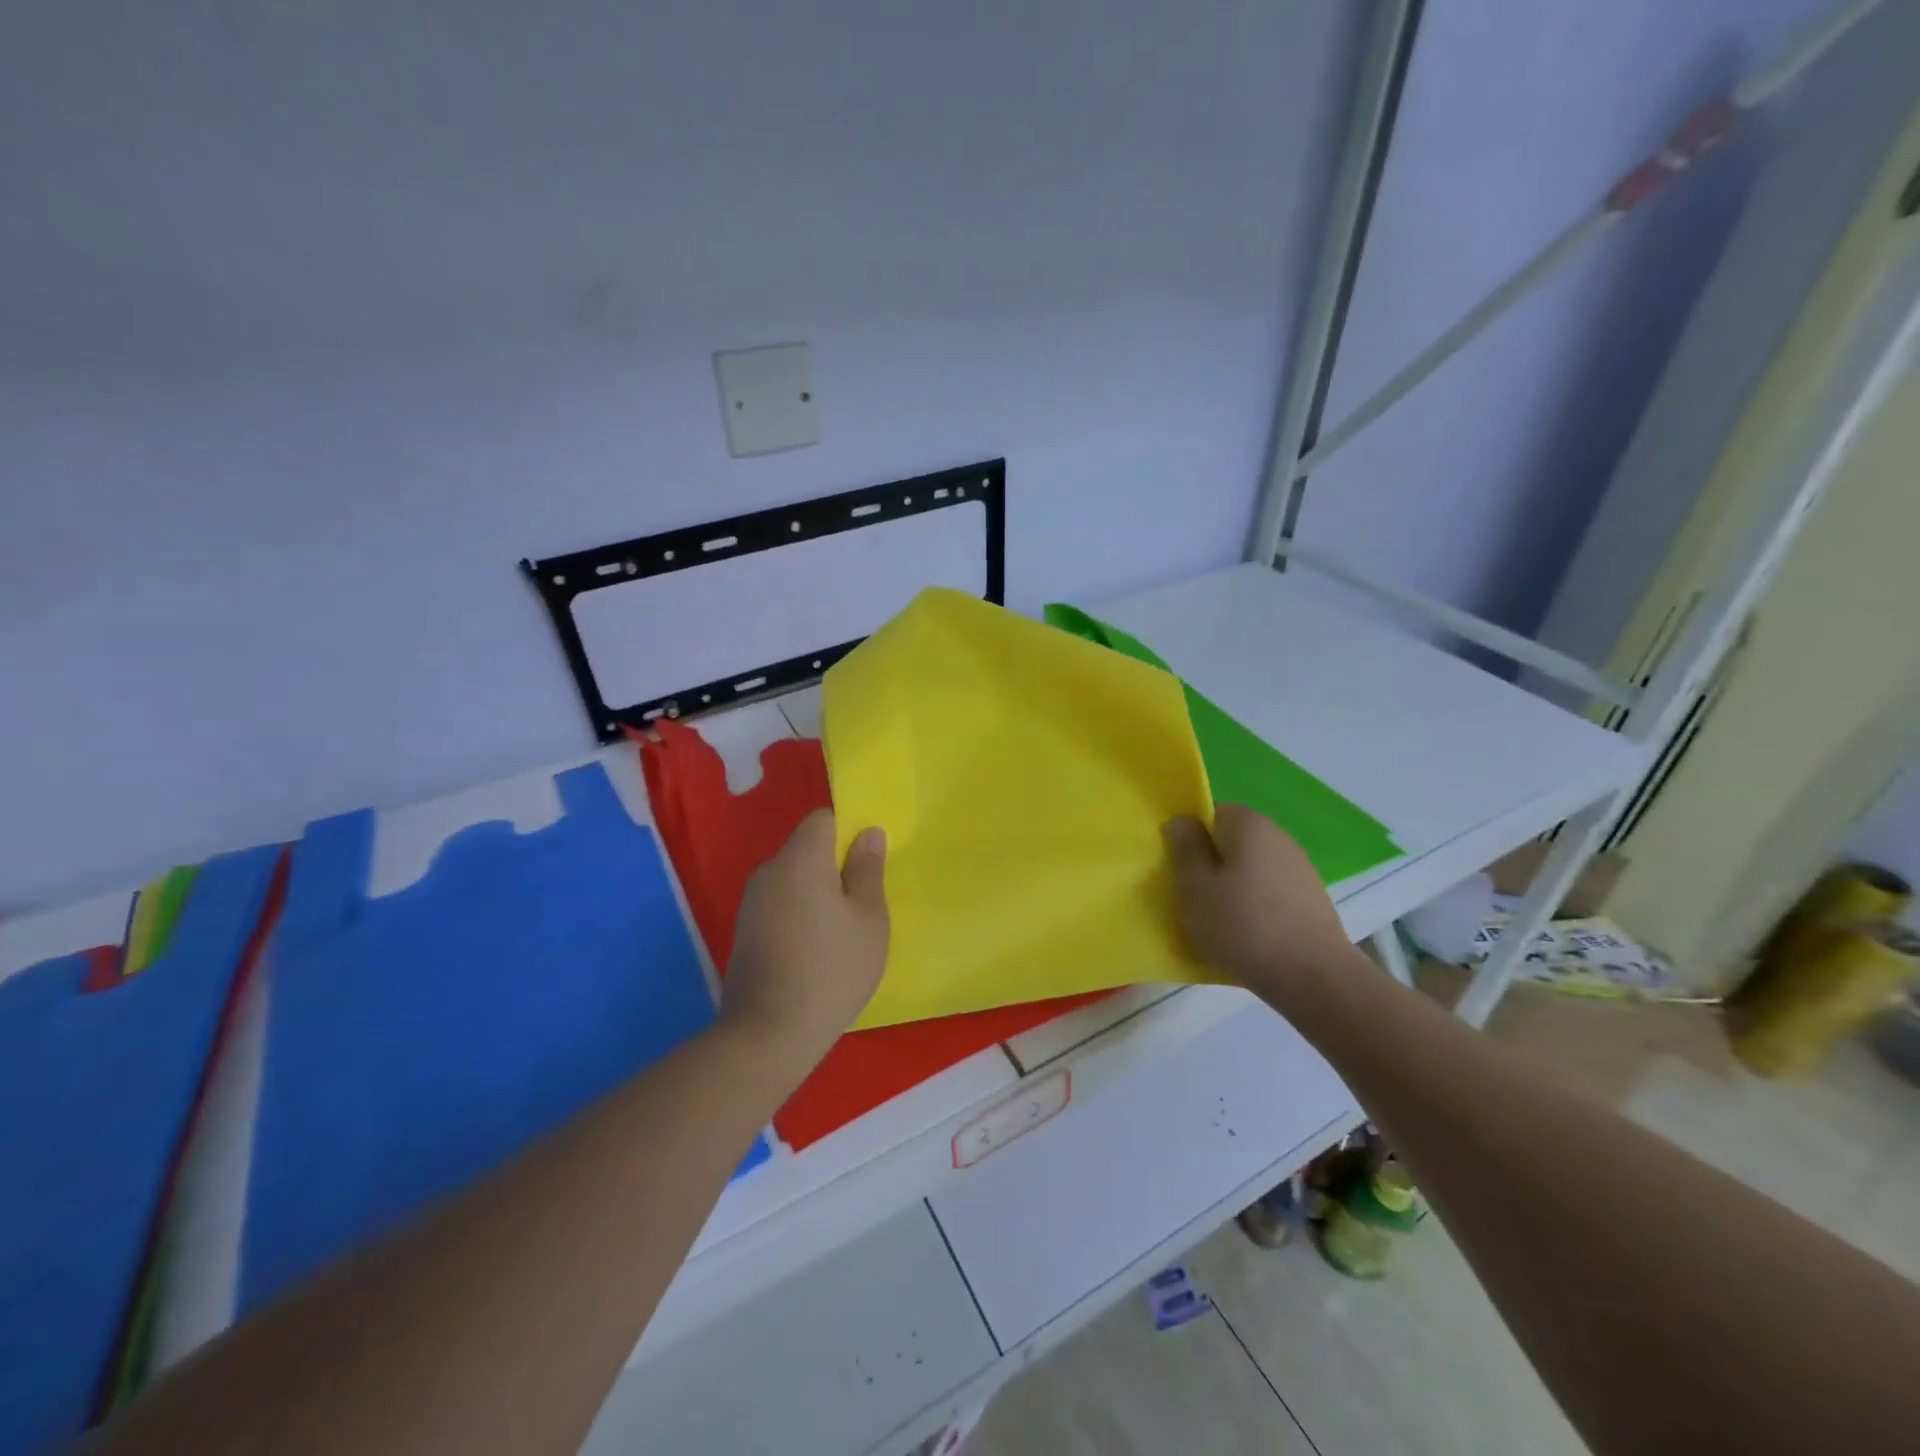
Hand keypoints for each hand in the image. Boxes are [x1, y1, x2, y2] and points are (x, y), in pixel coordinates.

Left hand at [721, 810, 888, 1066]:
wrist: (768, 1034)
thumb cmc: (832, 969)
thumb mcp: (868, 919)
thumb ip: (867, 870)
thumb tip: (868, 833)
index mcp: (800, 859)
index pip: (822, 819)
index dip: (848, 830)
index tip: (868, 861)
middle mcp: (769, 871)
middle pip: (806, 848)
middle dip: (835, 864)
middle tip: (864, 898)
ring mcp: (752, 902)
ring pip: (793, 878)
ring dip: (818, 891)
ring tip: (844, 928)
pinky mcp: (745, 931)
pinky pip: (780, 903)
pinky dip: (801, 913)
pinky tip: (817, 948)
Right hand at [1163, 804, 1354, 1009]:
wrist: (1313, 977)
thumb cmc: (1243, 925)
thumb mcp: (1195, 887)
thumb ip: (1185, 849)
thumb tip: (1180, 821)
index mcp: (1248, 824)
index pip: (1210, 813)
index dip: (1190, 838)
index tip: (1178, 868)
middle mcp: (1278, 836)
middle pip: (1232, 840)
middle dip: (1211, 863)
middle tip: (1193, 896)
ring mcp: (1300, 868)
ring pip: (1251, 867)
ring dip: (1233, 886)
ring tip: (1219, 920)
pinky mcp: (1312, 898)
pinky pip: (1270, 891)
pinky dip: (1256, 905)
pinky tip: (1249, 934)